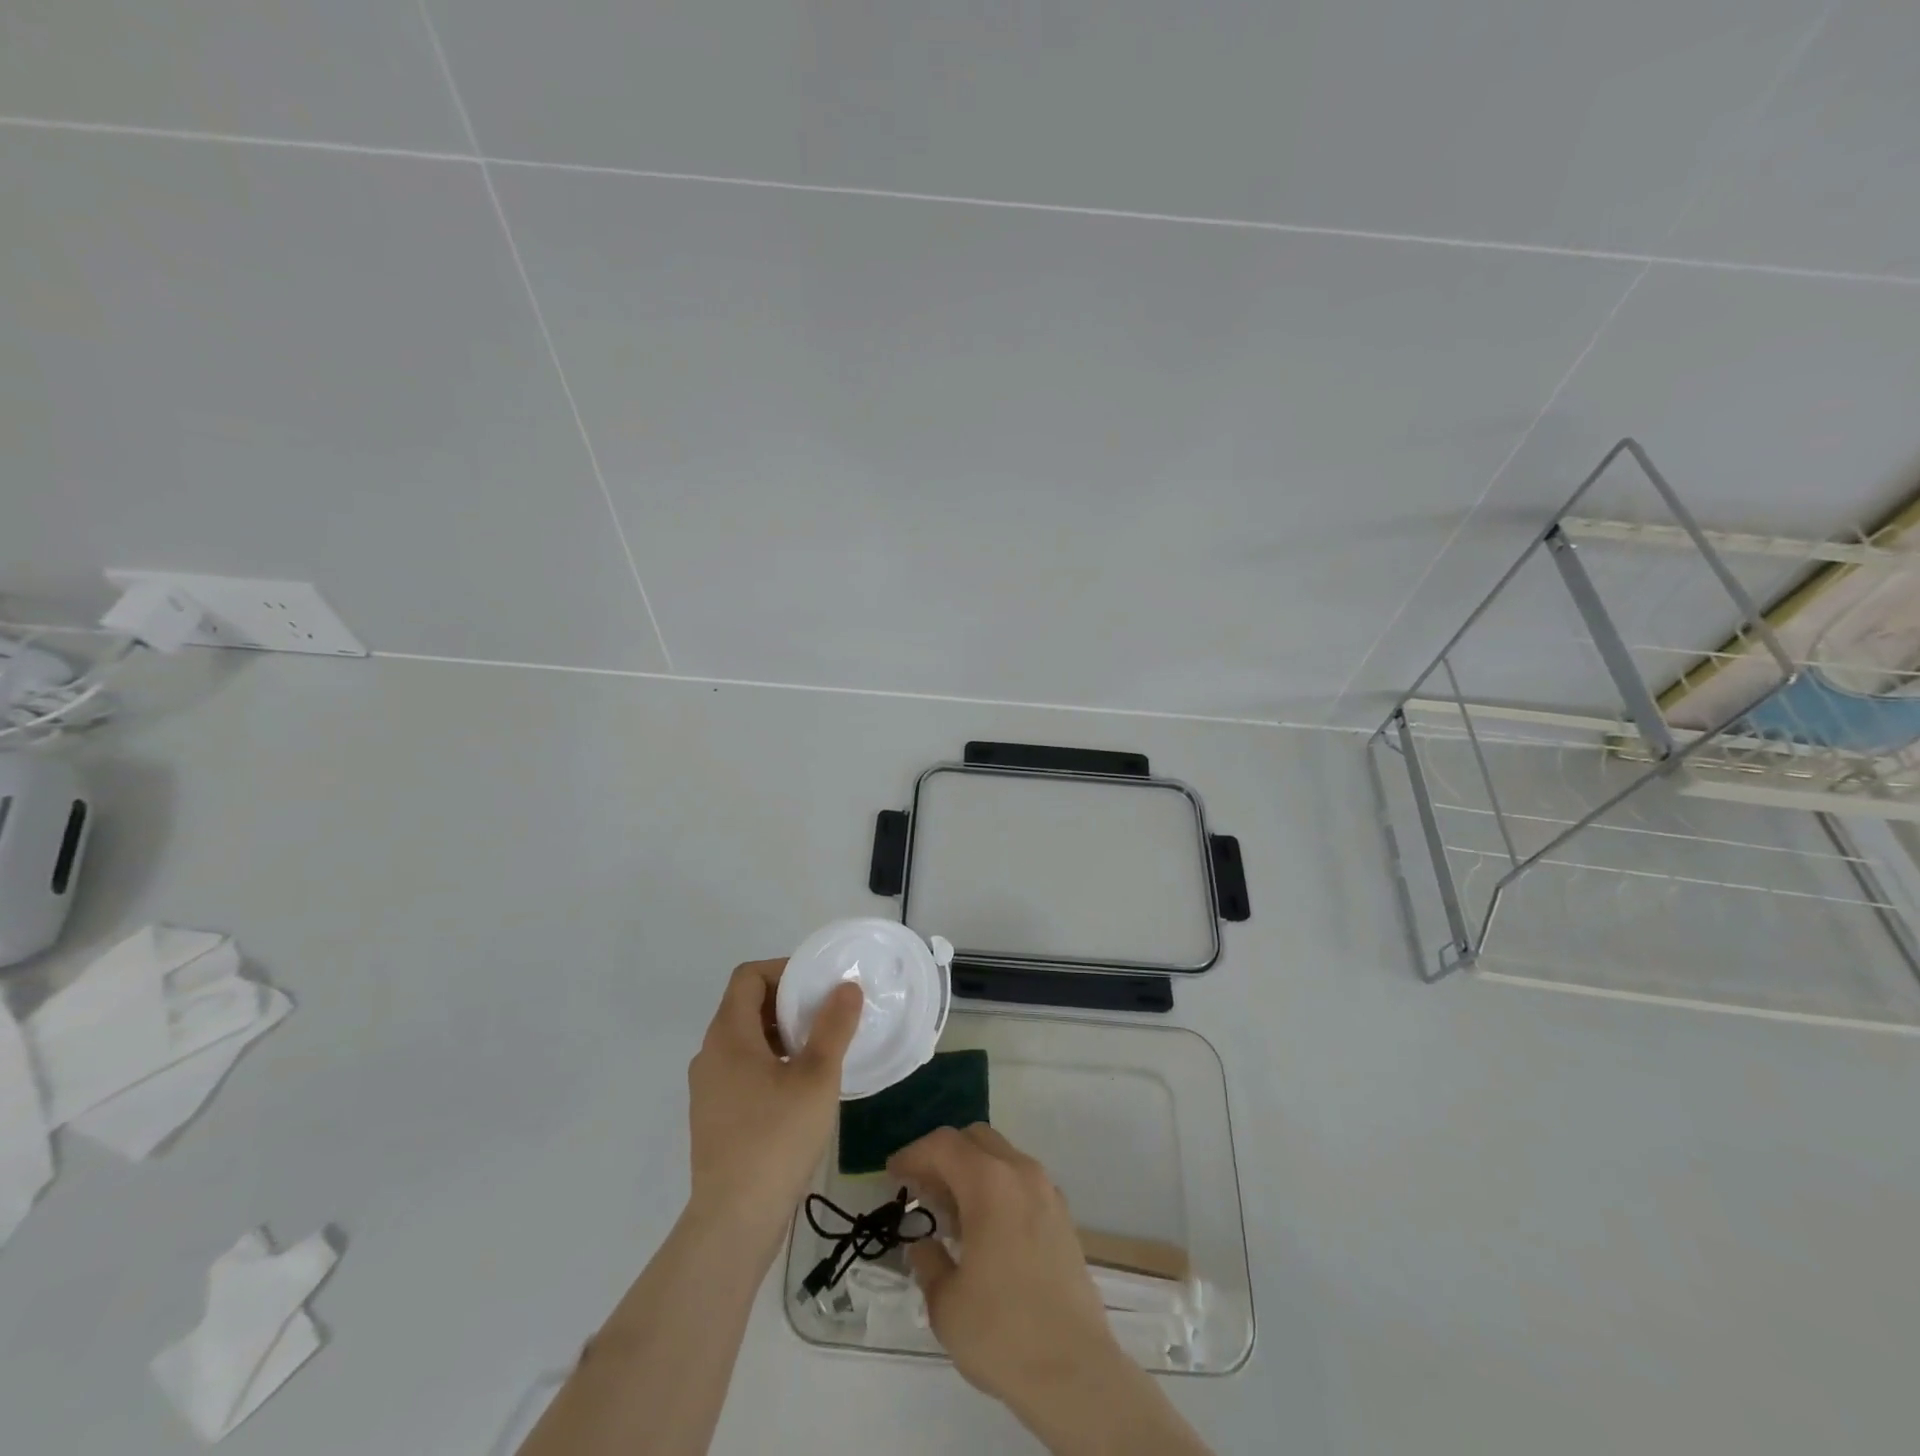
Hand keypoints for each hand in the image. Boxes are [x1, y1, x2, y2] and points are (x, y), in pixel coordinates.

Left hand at [686, 960, 861, 1239]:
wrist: (734, 1220)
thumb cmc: (776, 1137)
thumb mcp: (817, 1076)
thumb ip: (833, 1026)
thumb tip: (846, 987)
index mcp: (728, 1035)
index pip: (748, 977)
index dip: (783, 969)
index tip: (818, 983)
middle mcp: (710, 1054)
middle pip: (746, 1006)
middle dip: (787, 1002)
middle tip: (827, 1013)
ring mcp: (708, 1088)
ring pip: (745, 1040)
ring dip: (781, 1033)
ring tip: (820, 1048)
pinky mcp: (714, 1116)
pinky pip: (742, 1069)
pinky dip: (771, 1061)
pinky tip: (801, 1086)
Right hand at [889, 1125, 1124, 1416]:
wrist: (1075, 1372)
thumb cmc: (1002, 1333)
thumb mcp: (946, 1302)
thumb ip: (927, 1260)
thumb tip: (923, 1243)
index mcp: (990, 1183)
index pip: (943, 1145)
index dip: (913, 1154)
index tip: (893, 1175)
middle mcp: (1021, 1173)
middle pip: (975, 1139)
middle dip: (943, 1155)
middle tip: (921, 1188)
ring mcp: (1047, 1191)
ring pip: (1001, 1156)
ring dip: (971, 1169)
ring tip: (950, 1211)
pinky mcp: (1062, 1215)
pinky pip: (1021, 1180)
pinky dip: (996, 1186)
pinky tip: (984, 1227)